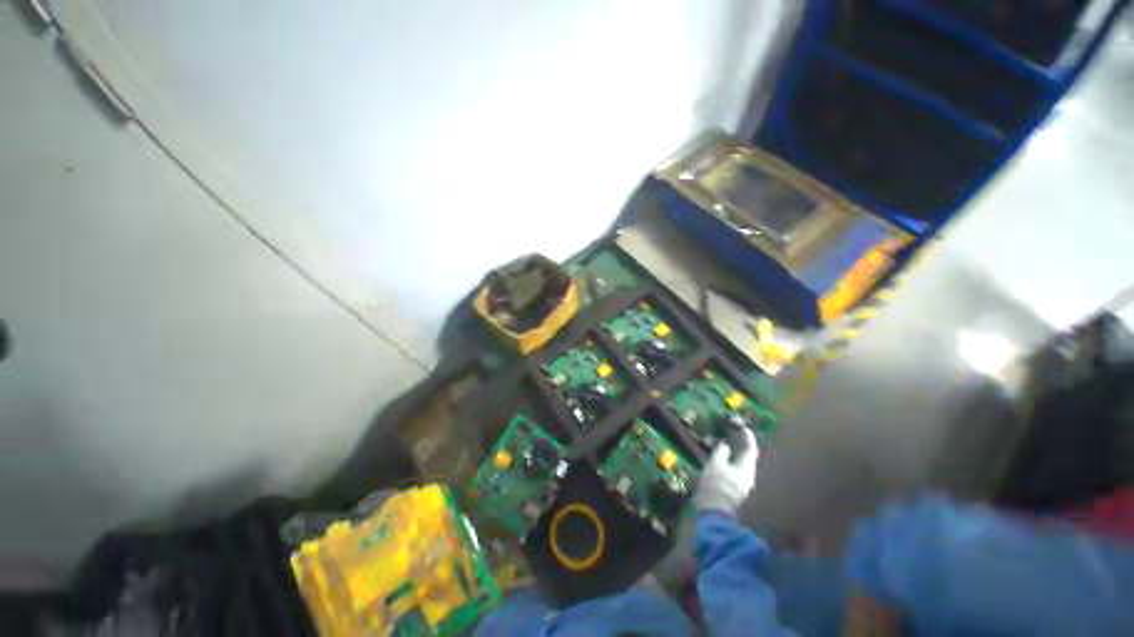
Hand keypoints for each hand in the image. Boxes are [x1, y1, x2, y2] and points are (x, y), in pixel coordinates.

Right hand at [695, 427, 757, 513]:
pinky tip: (724, 461)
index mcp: (746, 468)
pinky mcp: (736, 490)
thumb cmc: (716, 483)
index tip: (744, 428)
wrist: (714, 510)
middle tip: (735, 436)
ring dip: (737, 455)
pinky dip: (732, 463)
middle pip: (748, 458)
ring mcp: (743, 484)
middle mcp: (748, 476)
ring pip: (742, 465)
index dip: (748, 438)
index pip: (750, 449)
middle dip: (743, 446)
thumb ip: (721, 452)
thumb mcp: (715, 463)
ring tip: (728, 446)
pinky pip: (736, 471)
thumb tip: (725, 446)